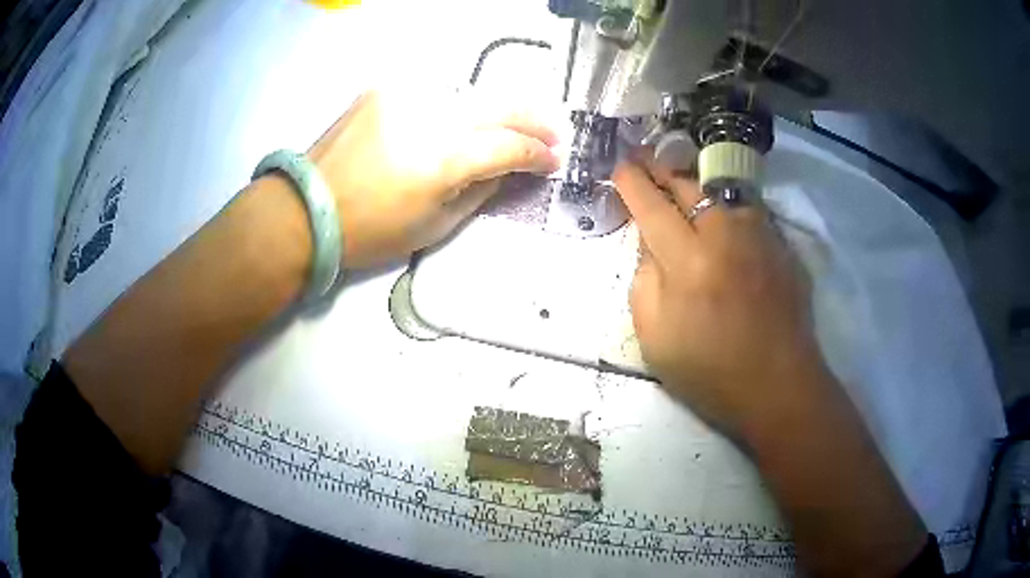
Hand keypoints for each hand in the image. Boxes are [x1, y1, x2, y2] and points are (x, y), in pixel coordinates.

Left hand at [308, 91, 559, 268]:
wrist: (306, 209)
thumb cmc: (370, 231)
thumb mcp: (435, 225)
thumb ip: (481, 191)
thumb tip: (508, 170)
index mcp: (441, 160)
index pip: (508, 146)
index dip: (537, 153)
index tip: (554, 161)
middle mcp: (428, 116)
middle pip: (498, 105)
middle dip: (534, 119)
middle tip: (554, 132)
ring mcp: (404, 96)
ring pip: (470, 94)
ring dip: (499, 109)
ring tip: (517, 123)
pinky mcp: (384, 89)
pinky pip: (435, 94)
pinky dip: (458, 106)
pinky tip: (464, 119)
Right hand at [613, 151, 826, 434]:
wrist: (778, 385)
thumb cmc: (710, 372)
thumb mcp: (654, 340)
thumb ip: (643, 284)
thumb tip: (650, 248)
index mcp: (688, 263)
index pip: (651, 206)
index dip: (631, 182)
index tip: (619, 167)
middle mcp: (725, 236)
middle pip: (688, 185)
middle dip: (662, 168)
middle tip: (645, 159)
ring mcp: (758, 236)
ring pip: (720, 190)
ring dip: (696, 182)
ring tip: (681, 180)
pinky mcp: (780, 245)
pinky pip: (746, 211)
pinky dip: (725, 205)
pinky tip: (719, 212)